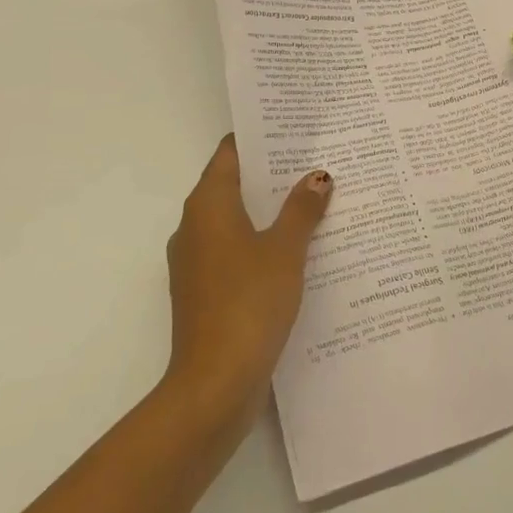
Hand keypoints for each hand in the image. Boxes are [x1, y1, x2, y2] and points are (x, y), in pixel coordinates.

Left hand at [163, 135, 332, 422]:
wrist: (215, 382)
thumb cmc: (249, 302)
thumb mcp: (286, 250)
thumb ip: (302, 210)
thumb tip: (318, 176)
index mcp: (208, 206)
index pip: (229, 154)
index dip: (258, 139)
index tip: (291, 129)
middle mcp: (194, 227)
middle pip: (232, 185)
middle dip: (270, 174)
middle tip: (314, 161)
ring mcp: (195, 262)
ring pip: (234, 221)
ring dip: (268, 211)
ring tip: (313, 201)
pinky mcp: (203, 292)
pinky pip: (234, 252)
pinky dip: (260, 243)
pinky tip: (296, 251)